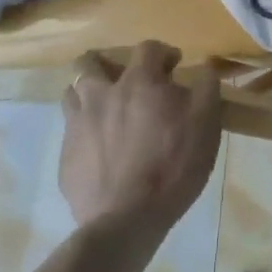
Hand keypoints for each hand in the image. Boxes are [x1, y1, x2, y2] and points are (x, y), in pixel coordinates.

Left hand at [59, 41, 221, 236]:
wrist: (126, 222)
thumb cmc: (172, 165)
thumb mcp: (206, 122)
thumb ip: (206, 87)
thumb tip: (204, 66)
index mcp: (138, 82)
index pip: (147, 48)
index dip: (163, 53)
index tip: (174, 67)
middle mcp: (102, 95)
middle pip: (89, 63)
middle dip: (104, 63)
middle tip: (121, 78)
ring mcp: (78, 126)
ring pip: (71, 94)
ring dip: (86, 94)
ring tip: (103, 110)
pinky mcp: (65, 160)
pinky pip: (69, 134)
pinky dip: (83, 134)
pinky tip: (98, 151)